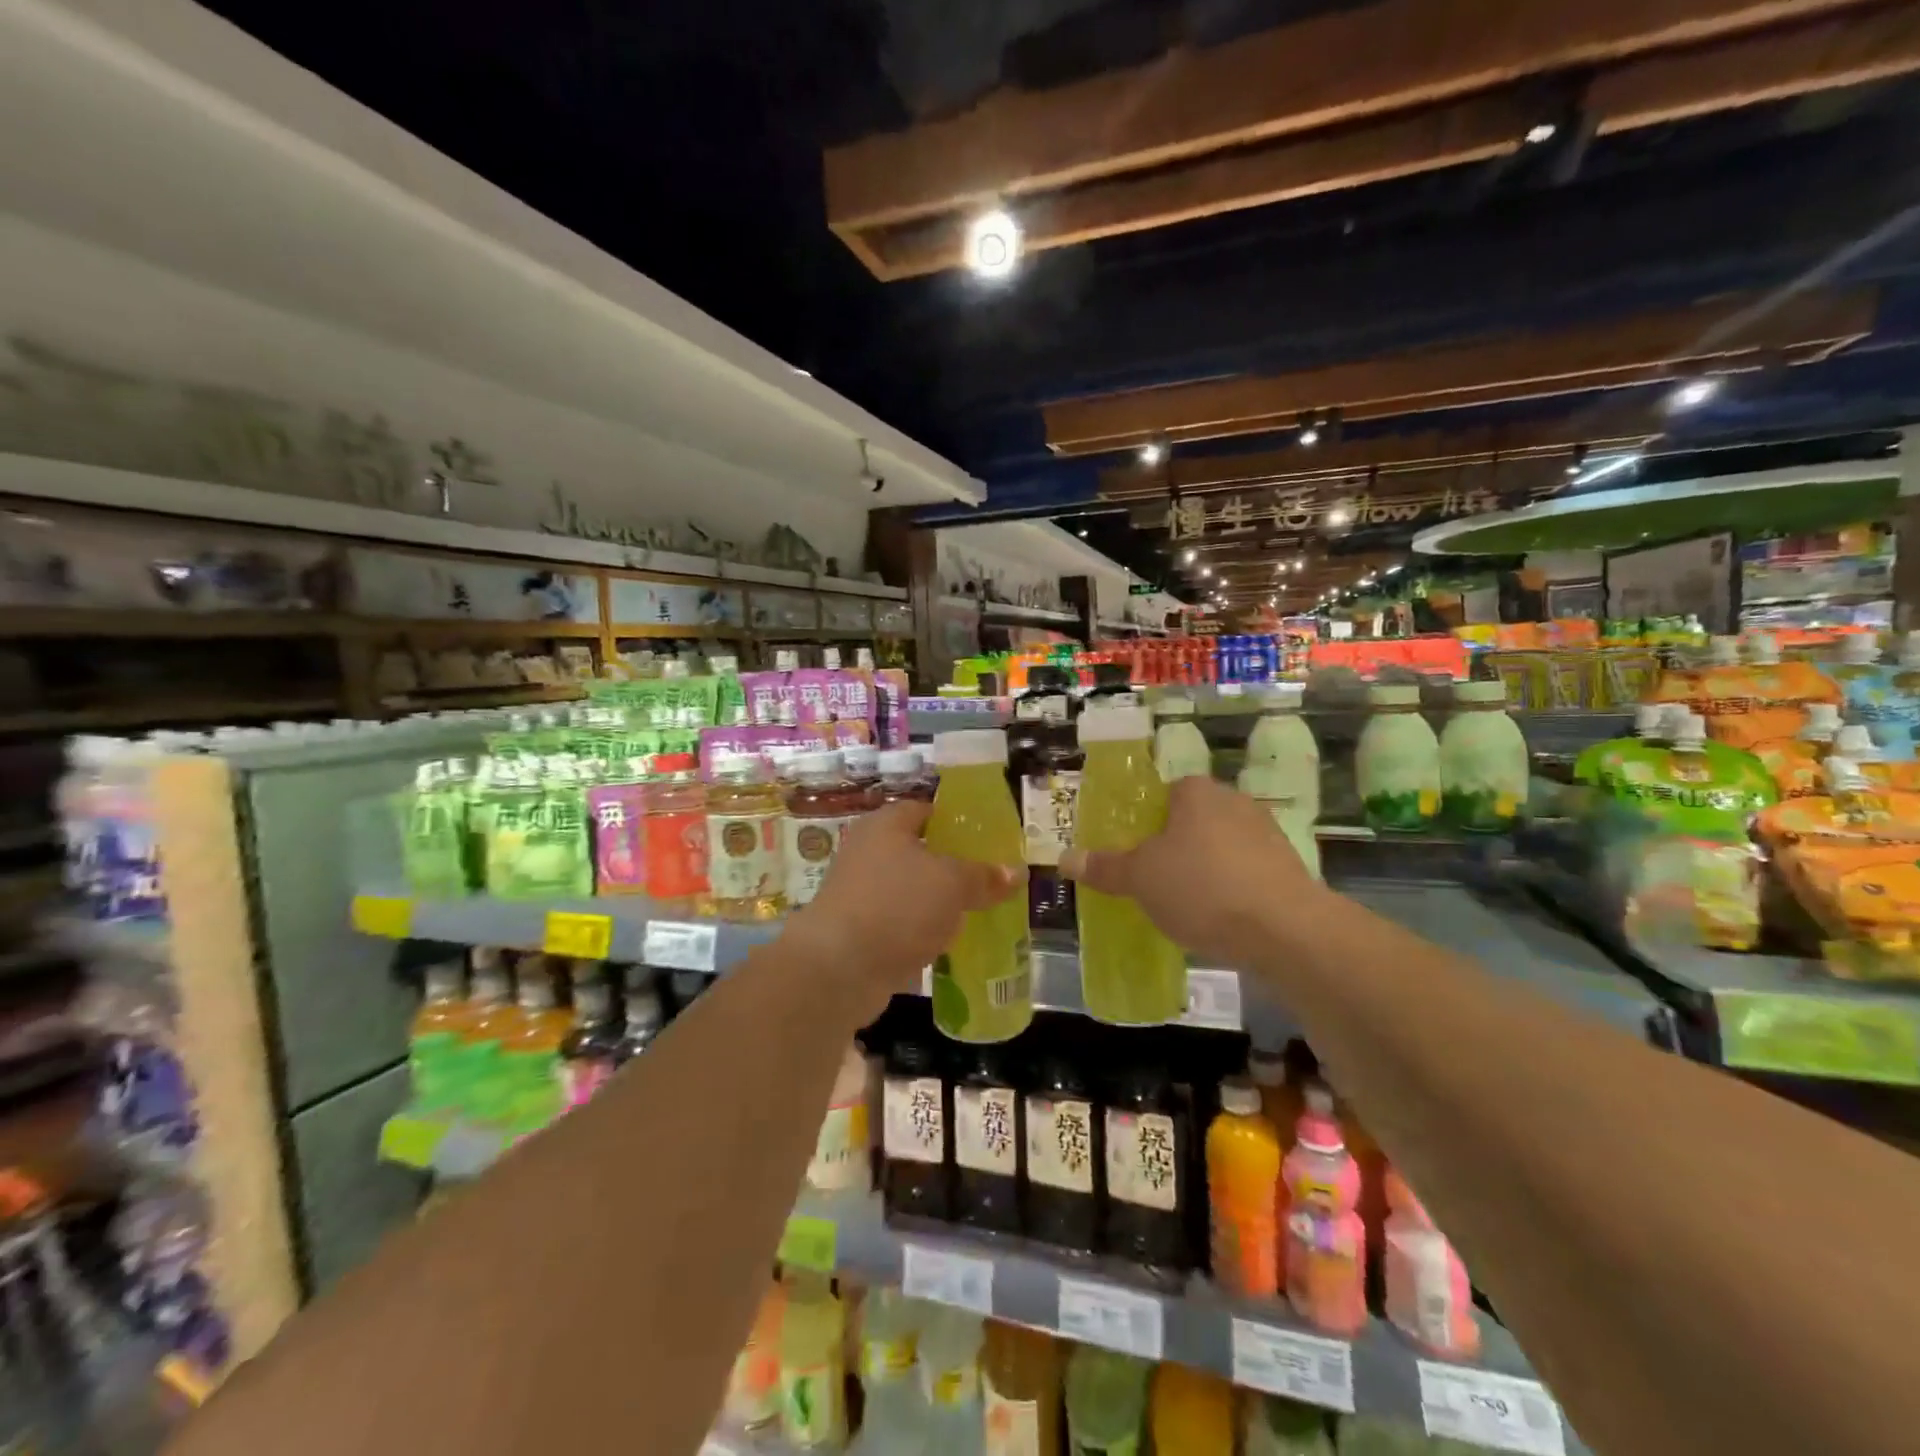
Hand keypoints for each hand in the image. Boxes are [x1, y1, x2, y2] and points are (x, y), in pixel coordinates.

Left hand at [790, 801, 1018, 1016]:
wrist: (838, 968)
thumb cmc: (897, 906)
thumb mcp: (952, 884)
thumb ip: (984, 876)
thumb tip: (1016, 871)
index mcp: (885, 826)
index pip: (925, 810)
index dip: (956, 822)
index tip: (988, 839)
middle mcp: (867, 852)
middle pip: (919, 851)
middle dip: (952, 866)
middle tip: (990, 878)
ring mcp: (860, 893)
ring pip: (910, 890)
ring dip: (938, 902)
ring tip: (978, 912)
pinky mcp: (859, 930)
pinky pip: (900, 922)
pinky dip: (921, 930)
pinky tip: (949, 944)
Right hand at [1061, 775, 1328, 968]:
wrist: (1284, 930)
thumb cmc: (1201, 887)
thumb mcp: (1140, 879)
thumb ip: (1104, 867)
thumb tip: (1065, 858)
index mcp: (1196, 792)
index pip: (1165, 793)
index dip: (1146, 821)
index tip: (1134, 852)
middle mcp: (1235, 802)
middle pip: (1193, 821)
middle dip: (1174, 847)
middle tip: (1153, 880)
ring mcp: (1268, 834)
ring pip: (1221, 848)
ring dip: (1205, 870)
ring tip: (1185, 905)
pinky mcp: (1289, 869)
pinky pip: (1246, 874)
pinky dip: (1231, 890)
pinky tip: (1220, 919)